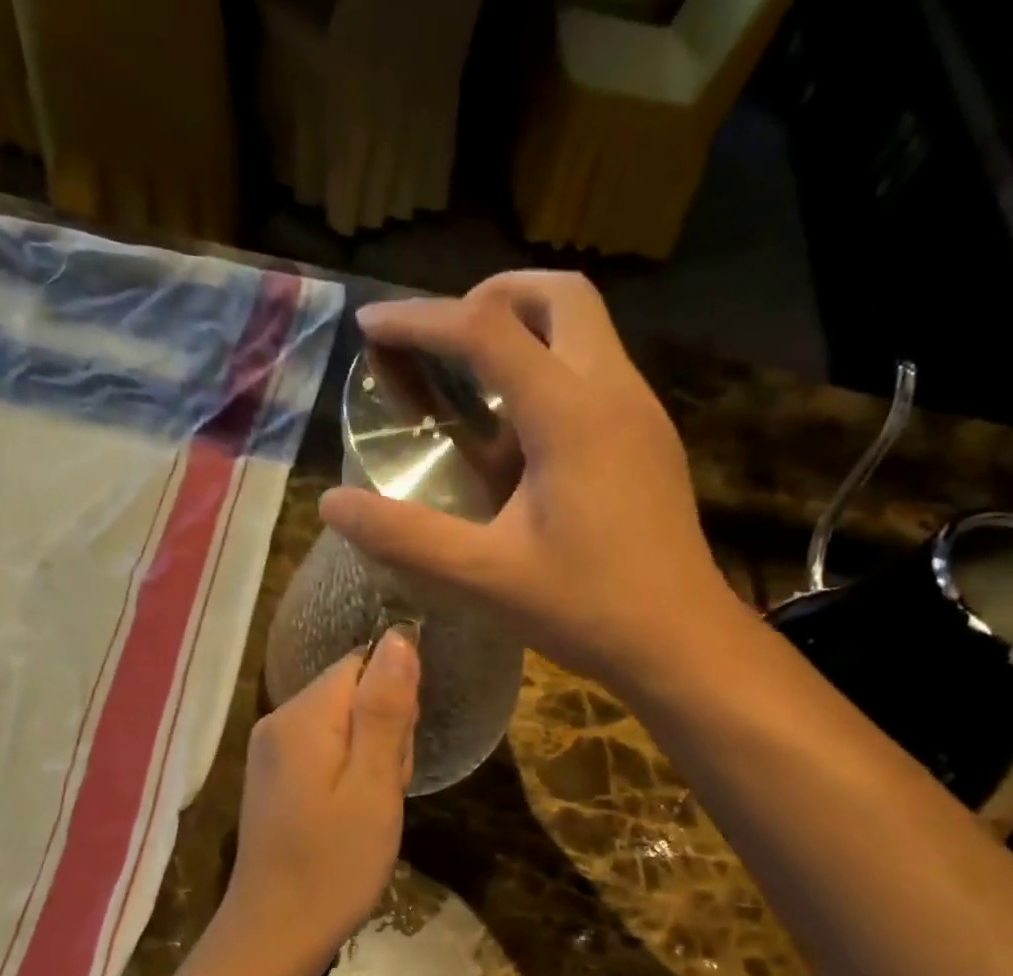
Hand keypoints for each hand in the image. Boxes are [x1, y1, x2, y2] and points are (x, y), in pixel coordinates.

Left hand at [222, 628, 419, 959]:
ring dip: (370, 760)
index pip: (362, 664)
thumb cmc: (334, 863)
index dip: (394, 702)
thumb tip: (399, 636)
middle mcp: (278, 721)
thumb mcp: (374, 785)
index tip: (396, 754)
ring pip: (343, 726)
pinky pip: (324, 752)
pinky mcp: (274, 778)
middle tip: (382, 792)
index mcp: (301, 716)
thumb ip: (385, 709)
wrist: (276, 932)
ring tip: (367, 811)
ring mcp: (270, 751)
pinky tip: (349, 817)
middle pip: (352, 694)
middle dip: (383, 735)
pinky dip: (348, 777)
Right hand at [319, 271, 741, 697]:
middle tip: (443, 335)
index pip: (486, 330)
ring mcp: (642, 415)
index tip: (372, 327)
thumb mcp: (484, 577)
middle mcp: (614, 392)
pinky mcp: (651, 443)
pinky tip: (522, 438)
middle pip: (560, 295)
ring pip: (588, 330)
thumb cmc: (586, 610)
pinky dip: (552, 372)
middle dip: (492, 295)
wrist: (680, 643)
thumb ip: (405, 537)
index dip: (421, 319)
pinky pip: (599, 374)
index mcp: (570, 415)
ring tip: (473, 381)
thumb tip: (332, 505)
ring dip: (528, 330)